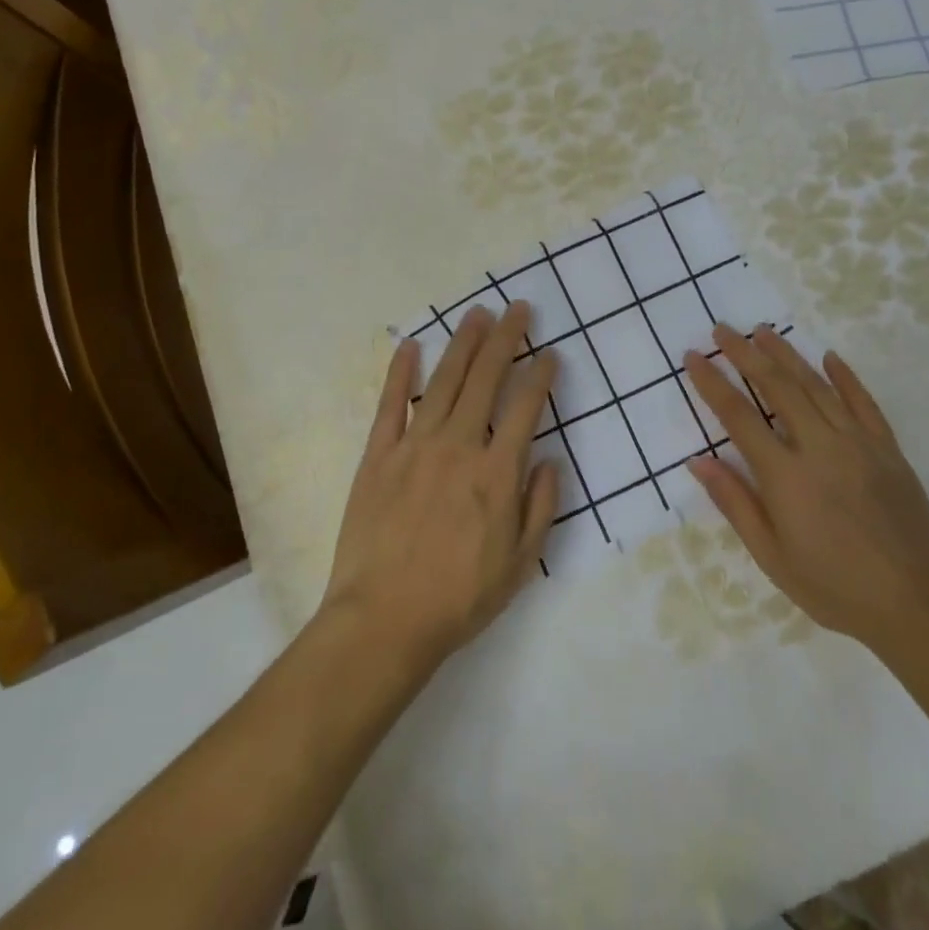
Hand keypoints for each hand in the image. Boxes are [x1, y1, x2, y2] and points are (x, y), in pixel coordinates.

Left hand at [320, 302, 558, 672]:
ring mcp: (415, 446)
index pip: (525, 408)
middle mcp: (458, 447)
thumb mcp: (520, 564)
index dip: (541, 376)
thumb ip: (540, 507)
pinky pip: (390, 404)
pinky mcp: (378, 455)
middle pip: (486, 379)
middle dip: (506, 339)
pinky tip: (411, 345)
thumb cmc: (459, 598)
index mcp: (496, 473)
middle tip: (518, 309)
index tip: (550, 353)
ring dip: (463, 343)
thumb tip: (549, 460)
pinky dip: (401, 372)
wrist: (384, 620)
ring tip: (478, 314)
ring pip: (444, 381)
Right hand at [681, 325, 928, 661]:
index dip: (713, 383)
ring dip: (788, 354)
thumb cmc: (835, 589)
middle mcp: (820, 448)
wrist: (919, 608)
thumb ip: (736, 503)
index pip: (738, 416)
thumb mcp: (772, 557)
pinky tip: (829, 357)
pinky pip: (864, 403)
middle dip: (746, 354)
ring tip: (763, 331)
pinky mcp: (889, 451)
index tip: (694, 356)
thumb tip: (699, 460)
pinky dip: (846, 377)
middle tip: (724, 330)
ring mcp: (859, 444)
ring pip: (817, 386)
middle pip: (777, 387)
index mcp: (786, 476)